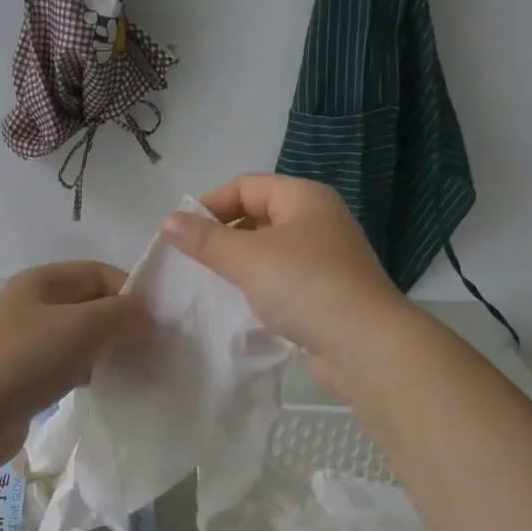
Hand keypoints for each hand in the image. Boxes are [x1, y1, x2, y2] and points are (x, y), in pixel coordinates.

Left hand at [0, 262, 150, 461]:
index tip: (156, 323)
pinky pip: (68, 363)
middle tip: (151, 348)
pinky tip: (105, 386)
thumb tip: (147, 317)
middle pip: (91, 303)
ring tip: (133, 369)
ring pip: (81, 336)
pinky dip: (90, 370)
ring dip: (108, 349)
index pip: (100, 273)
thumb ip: (123, 314)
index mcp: (42, 280)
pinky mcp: (25, 373)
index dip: (132, 292)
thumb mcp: (83, 327)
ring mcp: (27, 339)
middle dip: (123, 322)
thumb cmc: (28, 360)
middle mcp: (33, 303)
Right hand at [160, 175, 406, 393]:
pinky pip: (284, 279)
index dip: (210, 204)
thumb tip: (168, 221)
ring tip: (212, 284)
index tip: (181, 233)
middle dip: (224, 235)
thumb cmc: (304, 286)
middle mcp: (319, 221)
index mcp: (305, 198)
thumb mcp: (247, 258)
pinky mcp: (328, 293)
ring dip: (241, 264)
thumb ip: (205, 239)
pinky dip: (261, 287)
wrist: (363, 344)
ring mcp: (327, 258)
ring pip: (271, 251)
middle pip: (259, 216)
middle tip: (193, 260)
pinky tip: (242, 305)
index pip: (247, 186)